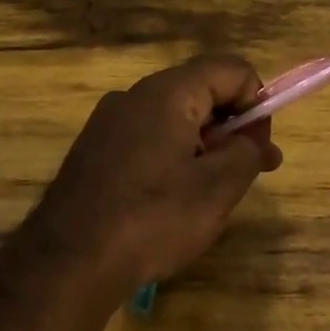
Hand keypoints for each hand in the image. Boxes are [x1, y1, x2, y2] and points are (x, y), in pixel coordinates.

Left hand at [27, 55, 282, 294]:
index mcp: (167, 93)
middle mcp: (134, 96)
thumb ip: (247, 152)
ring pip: (173, 118)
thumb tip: (252, 139)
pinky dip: (173, 157)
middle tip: (253, 171)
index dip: (257, 102)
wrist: (69, 261)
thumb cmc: (153, 219)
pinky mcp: (94, 150)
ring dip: (204, 145)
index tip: (260, 148)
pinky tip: (174, 198)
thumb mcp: (217, 189)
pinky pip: (146, 139)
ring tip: (215, 191)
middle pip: (201, 91)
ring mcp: (108, 122)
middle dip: (233, 126)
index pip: (231, 69)